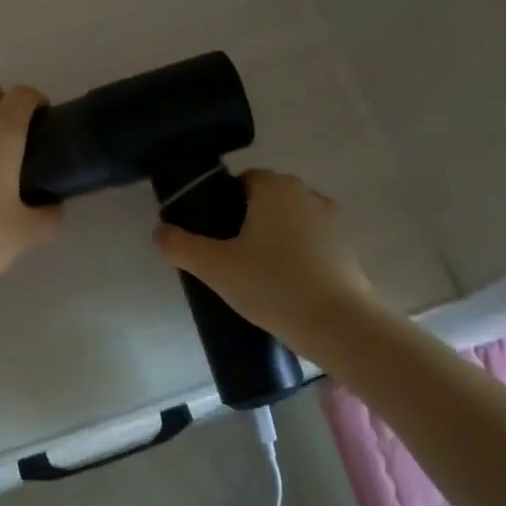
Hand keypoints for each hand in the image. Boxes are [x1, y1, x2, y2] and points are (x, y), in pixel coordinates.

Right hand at [152, 169, 377, 342]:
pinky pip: (309, 243)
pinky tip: (283, 286)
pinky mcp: (346, 248)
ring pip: (288, 221)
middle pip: (265, 199)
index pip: (241, 180)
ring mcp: (331, 220)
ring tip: (254, 275)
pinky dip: (295, 256)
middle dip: (245, 221)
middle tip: (227, 258)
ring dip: (272, 239)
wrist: (339, 325)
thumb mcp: (215, 267)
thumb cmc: (272, 284)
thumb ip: (181, 246)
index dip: (221, 204)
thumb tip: (160, 231)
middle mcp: (305, 194)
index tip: (212, 236)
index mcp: (274, 187)